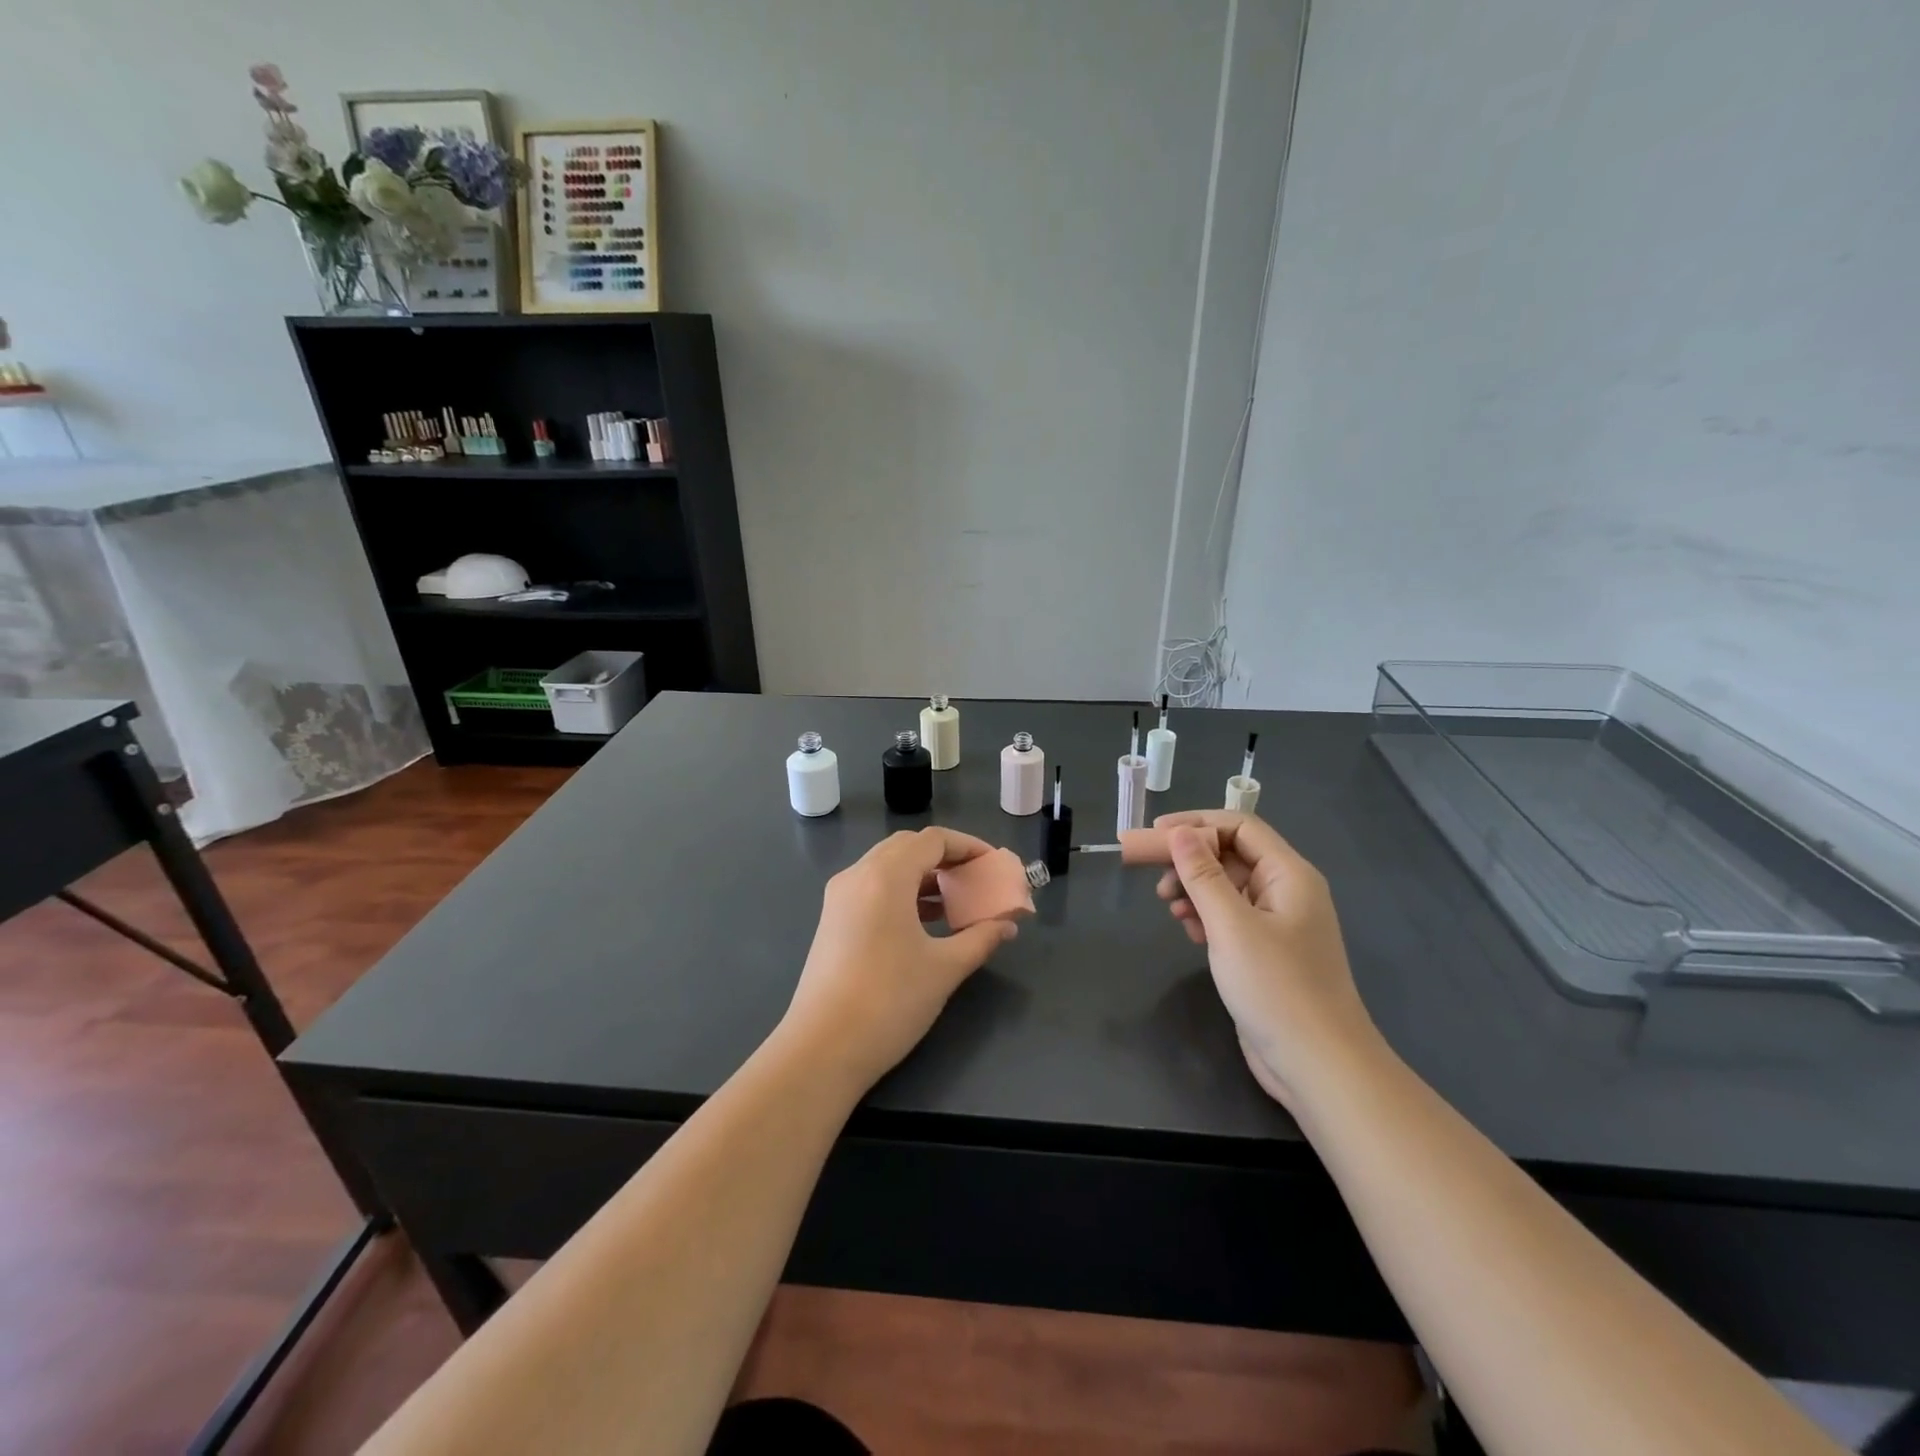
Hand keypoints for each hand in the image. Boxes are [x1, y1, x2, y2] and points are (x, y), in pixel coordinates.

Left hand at [779, 826, 1017, 1094]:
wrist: (822, 1049)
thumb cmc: (889, 1001)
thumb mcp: (945, 968)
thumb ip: (981, 938)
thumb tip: (1007, 925)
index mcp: (885, 876)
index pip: (932, 840)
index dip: (968, 846)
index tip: (993, 865)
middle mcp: (858, 875)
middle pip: (908, 847)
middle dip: (945, 857)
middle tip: (976, 879)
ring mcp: (840, 898)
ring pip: (888, 867)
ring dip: (924, 876)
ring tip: (957, 902)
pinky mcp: (833, 920)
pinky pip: (873, 888)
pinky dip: (903, 893)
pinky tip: (925, 922)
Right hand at [1153, 811, 1380, 1108]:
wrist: (1319, 1066)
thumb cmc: (1277, 987)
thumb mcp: (1231, 925)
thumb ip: (1202, 875)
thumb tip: (1179, 832)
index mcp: (1289, 875)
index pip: (1239, 827)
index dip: (1196, 824)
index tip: (1154, 835)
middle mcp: (1286, 891)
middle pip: (1230, 855)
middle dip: (1189, 859)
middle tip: (1147, 871)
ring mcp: (1277, 924)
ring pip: (1227, 887)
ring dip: (1194, 888)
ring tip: (1168, 905)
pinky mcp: (1265, 952)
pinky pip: (1230, 917)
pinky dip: (1205, 915)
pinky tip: (1188, 930)